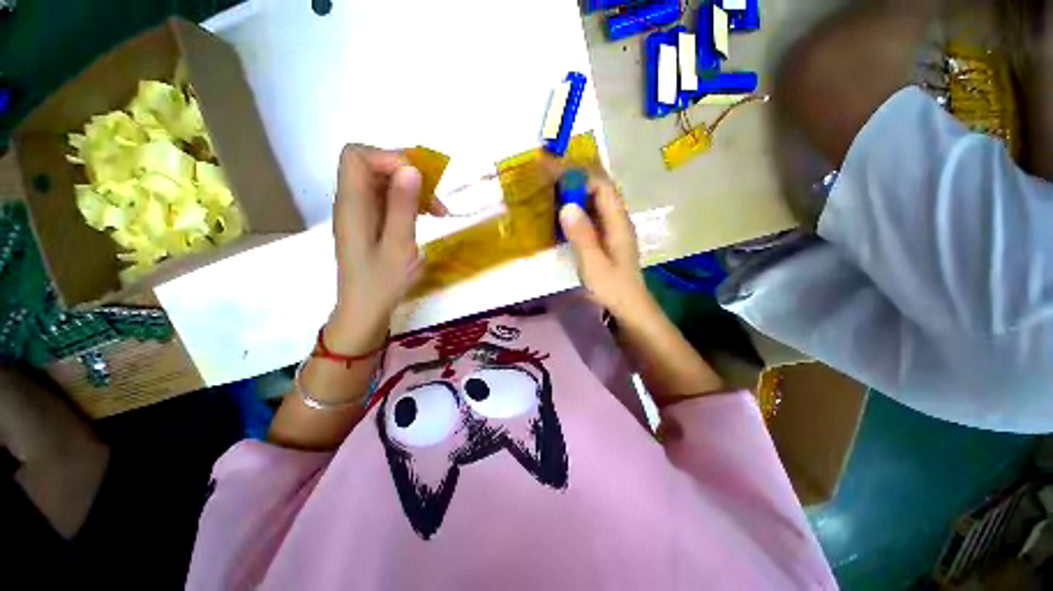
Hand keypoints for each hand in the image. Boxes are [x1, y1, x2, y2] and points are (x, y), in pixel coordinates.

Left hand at [330, 144, 423, 349]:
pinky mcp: (370, 223)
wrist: (365, 311)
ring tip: (438, 211)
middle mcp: (352, 203)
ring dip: (412, 189)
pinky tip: (427, 216)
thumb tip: (411, 168)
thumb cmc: (382, 283)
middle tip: (436, 195)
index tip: (419, 179)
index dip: (388, 157)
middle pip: (371, 165)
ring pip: (383, 182)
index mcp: (352, 206)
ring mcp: (361, 213)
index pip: (357, 157)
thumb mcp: (398, 246)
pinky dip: (409, 202)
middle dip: (407, 173)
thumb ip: (402, 207)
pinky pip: (388, 199)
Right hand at [557, 168, 654, 319]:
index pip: (602, 187)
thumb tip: (567, 206)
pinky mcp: (606, 238)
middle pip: (599, 190)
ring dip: (575, 194)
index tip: (556, 175)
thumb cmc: (613, 287)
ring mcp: (612, 229)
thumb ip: (582, 236)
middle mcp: (617, 220)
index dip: (581, 177)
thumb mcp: (594, 264)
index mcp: (618, 222)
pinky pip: (591, 216)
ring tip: (551, 193)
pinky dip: (576, 210)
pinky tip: (562, 216)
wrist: (628, 306)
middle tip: (549, 181)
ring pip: (594, 202)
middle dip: (575, 181)